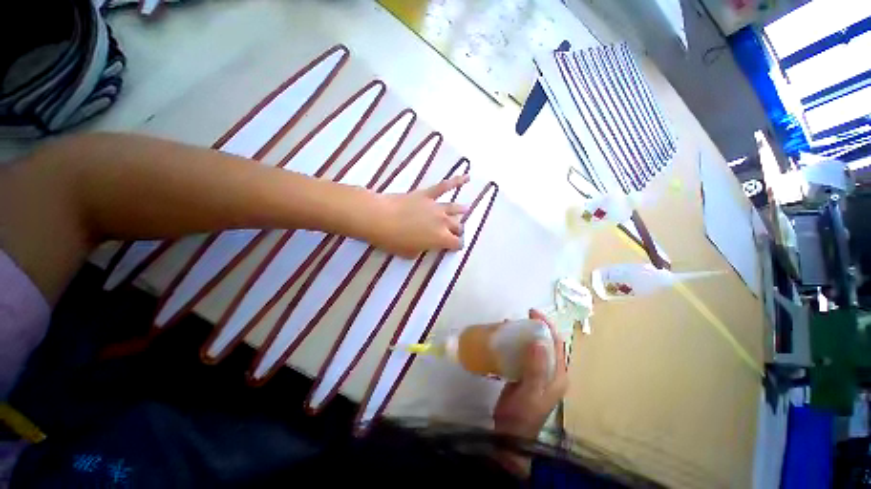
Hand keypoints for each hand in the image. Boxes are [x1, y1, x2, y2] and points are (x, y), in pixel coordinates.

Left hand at [367, 175, 468, 257]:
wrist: (380, 218)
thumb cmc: (393, 240)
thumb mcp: (410, 253)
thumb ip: (423, 249)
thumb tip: (427, 245)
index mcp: (441, 239)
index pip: (457, 243)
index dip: (456, 246)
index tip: (453, 247)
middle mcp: (443, 222)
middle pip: (457, 226)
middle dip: (457, 231)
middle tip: (453, 232)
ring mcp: (436, 206)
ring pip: (455, 208)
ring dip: (461, 210)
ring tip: (466, 209)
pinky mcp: (427, 194)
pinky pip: (444, 186)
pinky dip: (457, 181)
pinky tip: (468, 177)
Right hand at [492, 309, 567, 475]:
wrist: (509, 433)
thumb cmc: (522, 414)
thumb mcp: (530, 392)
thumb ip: (535, 369)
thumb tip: (539, 341)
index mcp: (557, 375)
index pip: (557, 344)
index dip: (546, 326)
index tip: (532, 312)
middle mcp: (550, 372)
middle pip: (546, 343)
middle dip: (535, 328)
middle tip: (520, 317)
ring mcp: (537, 373)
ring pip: (533, 347)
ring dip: (524, 335)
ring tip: (510, 325)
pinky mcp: (524, 374)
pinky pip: (522, 354)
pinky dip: (515, 344)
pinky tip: (504, 340)